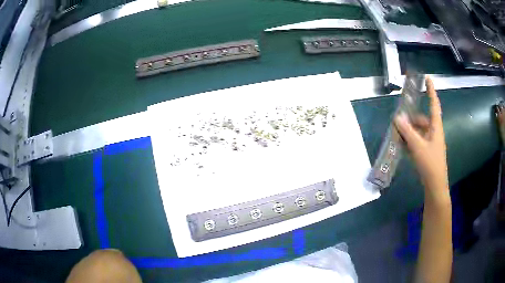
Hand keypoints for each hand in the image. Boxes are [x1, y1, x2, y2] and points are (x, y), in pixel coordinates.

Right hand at [394, 76, 448, 199]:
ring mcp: (431, 142)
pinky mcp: (427, 151)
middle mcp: (434, 132)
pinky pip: (418, 141)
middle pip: (423, 119)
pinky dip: (410, 141)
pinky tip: (402, 146)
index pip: (434, 104)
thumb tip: (397, 117)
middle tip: (399, 121)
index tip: (428, 78)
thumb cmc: (430, 164)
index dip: (431, 91)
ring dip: (409, 132)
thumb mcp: (417, 147)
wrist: (435, 185)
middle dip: (411, 119)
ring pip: (419, 131)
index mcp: (436, 127)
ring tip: (398, 136)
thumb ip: (407, 131)